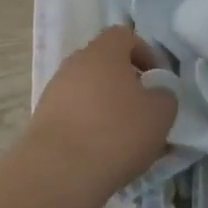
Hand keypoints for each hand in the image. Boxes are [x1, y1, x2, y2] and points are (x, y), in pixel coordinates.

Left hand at [24, 27, 176, 201]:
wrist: (59, 172)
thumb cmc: (117, 132)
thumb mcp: (161, 113)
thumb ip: (165, 95)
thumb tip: (157, 93)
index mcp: (103, 52)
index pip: (124, 35)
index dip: (145, 52)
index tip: (157, 79)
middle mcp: (74, 64)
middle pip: (104, 63)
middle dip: (125, 82)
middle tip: (142, 108)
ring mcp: (54, 91)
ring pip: (88, 90)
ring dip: (106, 105)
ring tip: (123, 136)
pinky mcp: (42, 120)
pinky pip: (73, 114)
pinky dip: (88, 126)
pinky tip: (101, 151)